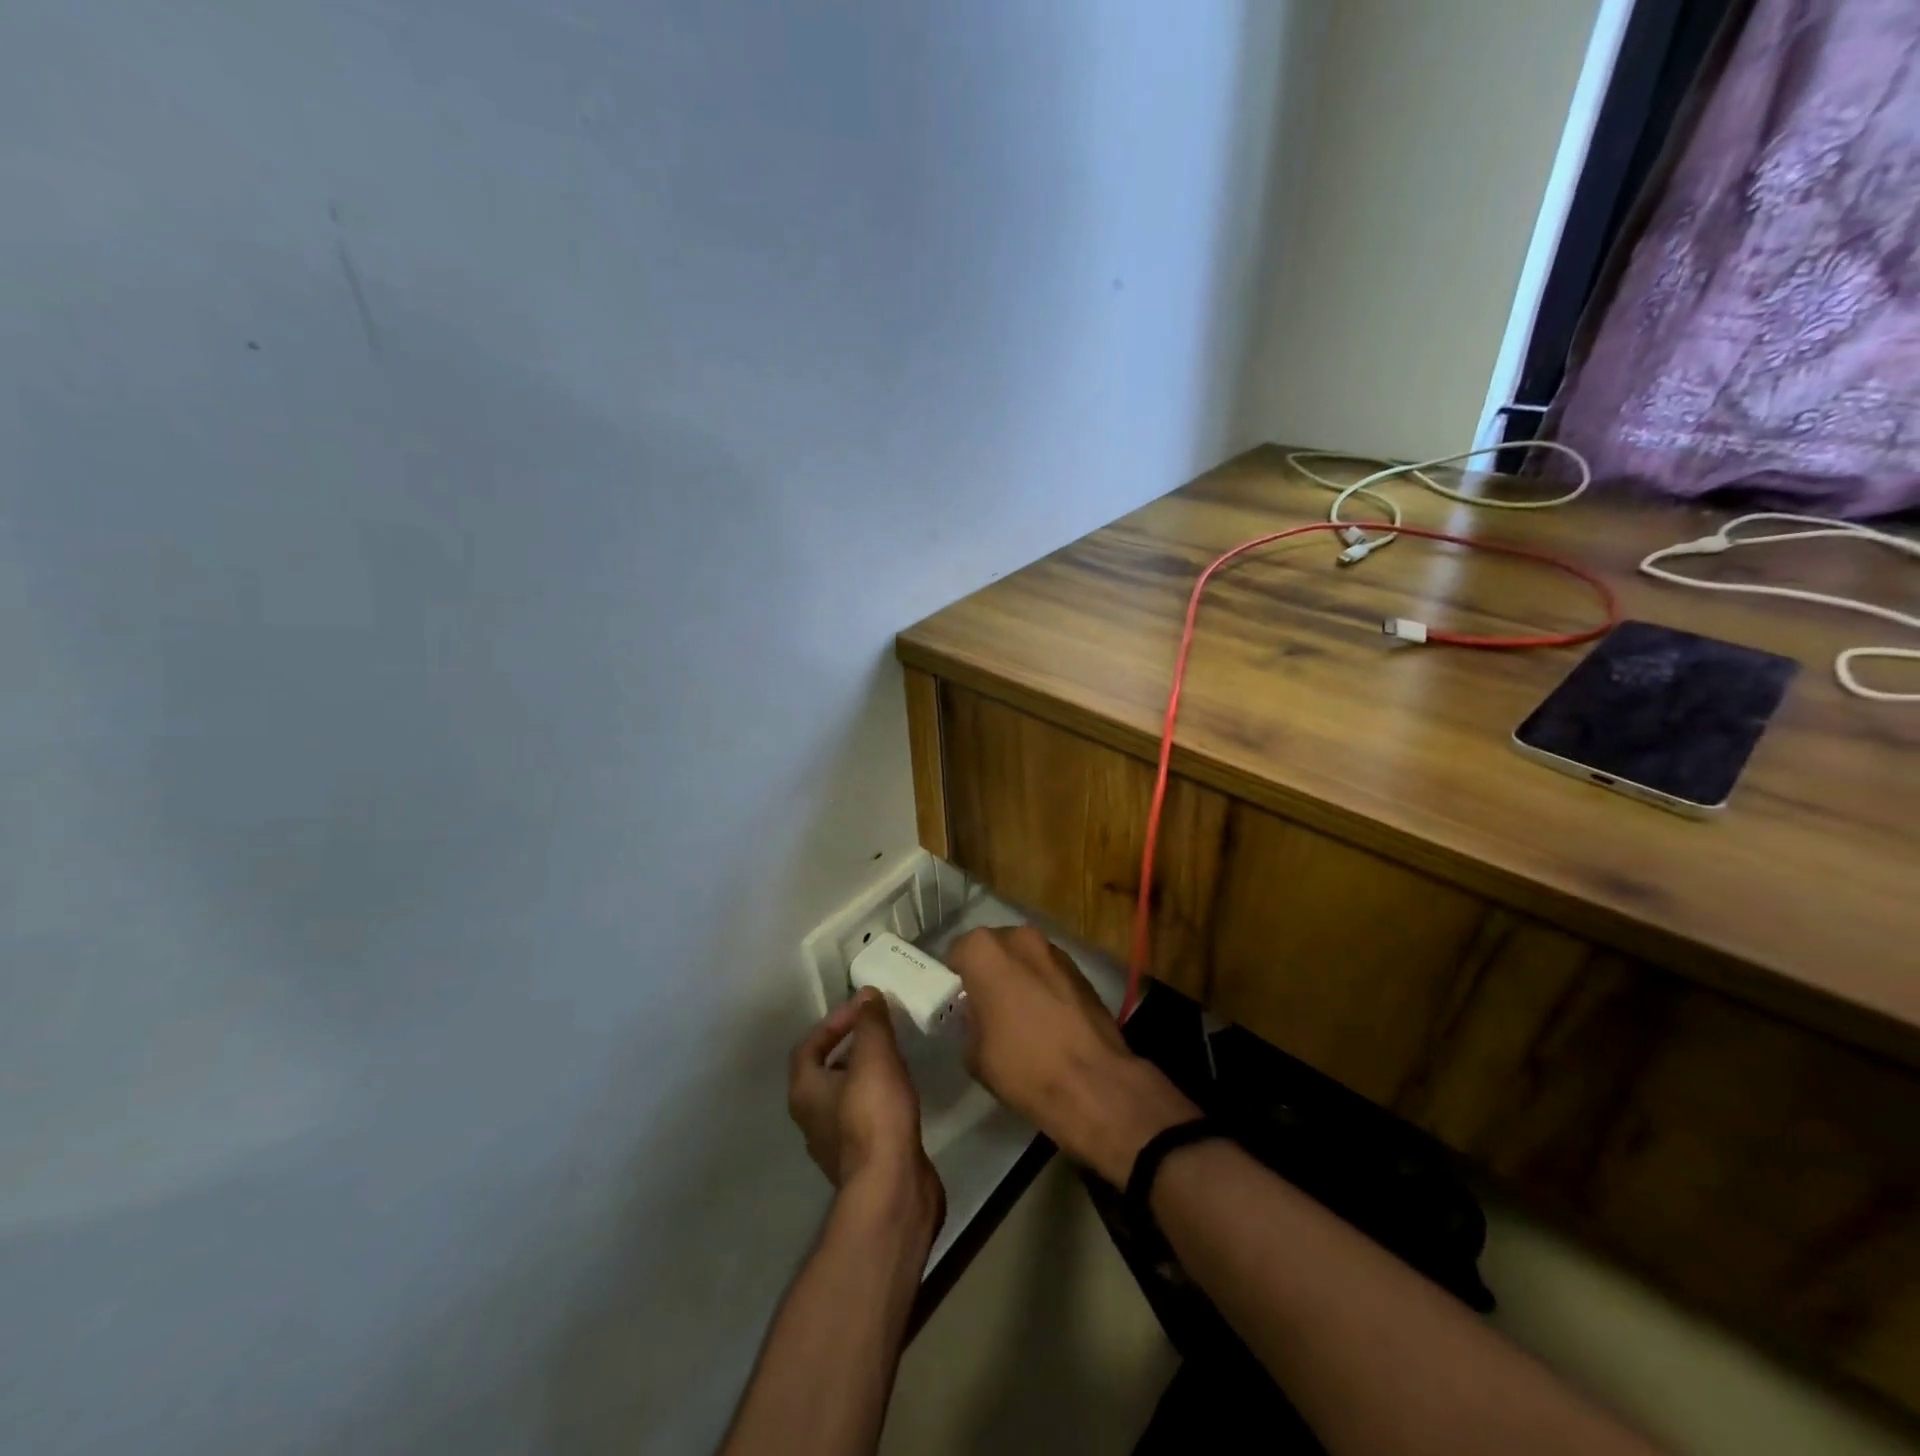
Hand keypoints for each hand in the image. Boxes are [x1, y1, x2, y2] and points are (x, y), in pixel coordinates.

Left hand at [788, 990, 943, 1225]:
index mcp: (804, 1091)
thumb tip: (866, 993)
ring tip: (895, 1057)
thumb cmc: (874, 1115)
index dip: (833, 1022)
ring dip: (865, 1074)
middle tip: (880, 1030)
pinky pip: (864, 1118)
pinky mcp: (862, 1160)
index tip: (863, 1009)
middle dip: (851, 1047)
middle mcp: (811, 1118)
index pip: (808, 1046)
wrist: (891, 1188)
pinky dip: (878, 1099)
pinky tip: (902, 1093)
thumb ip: (870, 1022)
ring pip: (846, 1096)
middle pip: (825, 1071)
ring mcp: (835, 1143)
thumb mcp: (874, 1056)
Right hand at [947, 926, 1197, 1186]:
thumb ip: (969, 1020)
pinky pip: (1049, 972)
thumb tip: (978, 1014)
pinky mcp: (1081, 969)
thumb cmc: (1022, 1066)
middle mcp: (1019, 937)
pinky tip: (1047, 1020)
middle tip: (987, 1007)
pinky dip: (1044, 986)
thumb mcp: (973, 1053)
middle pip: (994, 949)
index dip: (956, 978)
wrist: (1093, 1083)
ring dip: (1019, 976)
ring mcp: (1054, 950)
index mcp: (985, 951)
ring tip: (1021, 1015)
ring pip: (1025, 958)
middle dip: (989, 971)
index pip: (958, 952)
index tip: (958, 1002)